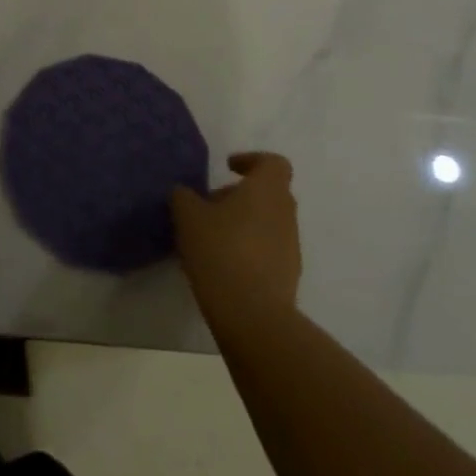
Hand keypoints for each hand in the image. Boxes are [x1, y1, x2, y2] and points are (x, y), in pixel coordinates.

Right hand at [172, 152, 301, 324]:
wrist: (253, 315)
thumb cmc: (220, 250)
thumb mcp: (187, 216)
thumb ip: (184, 196)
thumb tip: (186, 194)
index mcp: (267, 190)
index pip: (273, 163)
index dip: (251, 160)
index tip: (228, 168)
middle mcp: (285, 214)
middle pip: (269, 193)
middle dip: (240, 195)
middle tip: (210, 206)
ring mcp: (291, 247)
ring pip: (268, 222)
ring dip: (244, 223)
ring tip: (211, 238)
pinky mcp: (288, 276)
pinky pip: (269, 250)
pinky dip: (249, 249)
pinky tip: (223, 264)